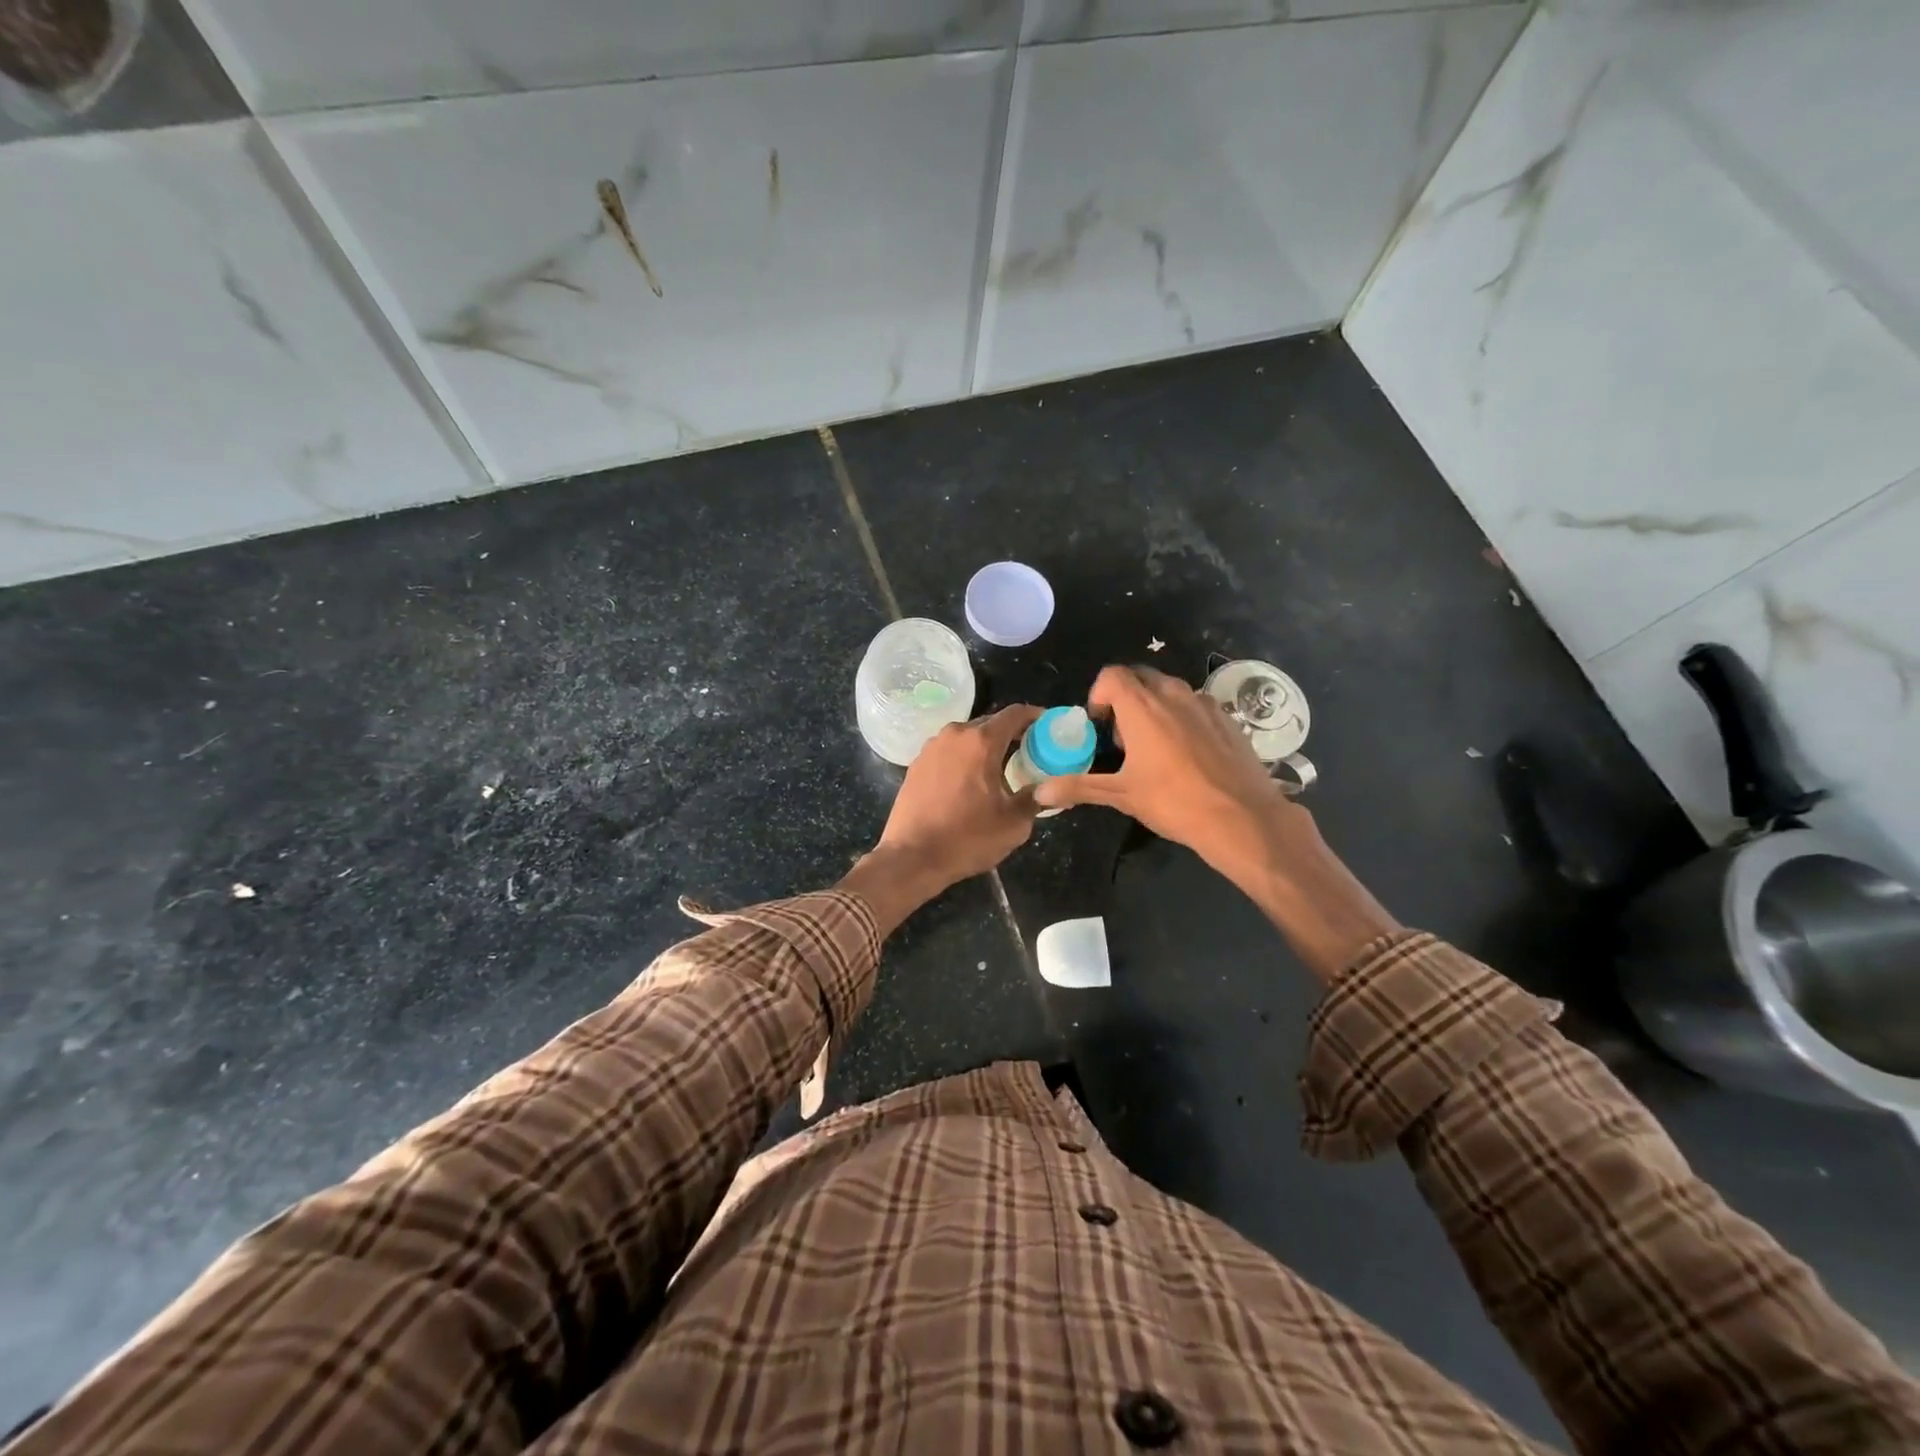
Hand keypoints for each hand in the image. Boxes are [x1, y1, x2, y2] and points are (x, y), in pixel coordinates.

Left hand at [844, 705, 1042, 932]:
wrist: (912, 857)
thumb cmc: (967, 838)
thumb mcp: (1013, 824)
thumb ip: (1036, 799)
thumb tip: (1051, 789)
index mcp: (981, 742)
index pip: (1015, 714)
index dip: (1035, 716)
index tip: (1048, 726)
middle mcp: (955, 735)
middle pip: (990, 723)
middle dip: (1011, 734)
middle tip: (1029, 752)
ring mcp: (931, 747)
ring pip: (967, 737)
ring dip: (985, 746)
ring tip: (1000, 768)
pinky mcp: (916, 763)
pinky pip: (949, 751)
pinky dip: (964, 758)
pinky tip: (970, 780)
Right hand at [1032, 666, 1289, 869]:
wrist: (1242, 817)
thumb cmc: (1174, 802)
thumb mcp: (1121, 795)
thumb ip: (1079, 787)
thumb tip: (1040, 792)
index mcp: (1142, 707)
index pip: (1112, 675)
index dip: (1099, 694)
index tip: (1099, 725)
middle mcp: (1173, 695)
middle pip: (1140, 677)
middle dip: (1124, 698)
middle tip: (1122, 737)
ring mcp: (1204, 704)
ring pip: (1170, 689)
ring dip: (1154, 706)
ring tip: (1154, 746)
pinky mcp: (1228, 718)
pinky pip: (1196, 705)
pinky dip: (1183, 717)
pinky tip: (1187, 754)